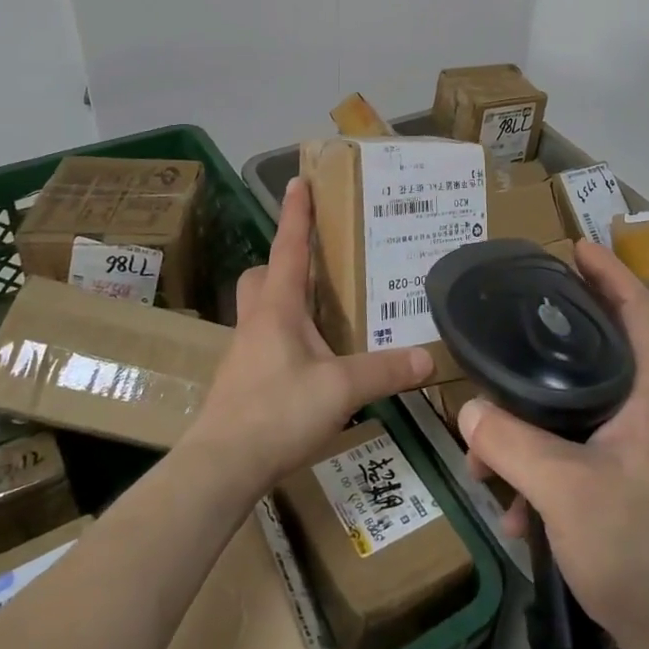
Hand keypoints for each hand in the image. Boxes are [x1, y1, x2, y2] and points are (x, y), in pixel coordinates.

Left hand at [181, 176, 433, 493]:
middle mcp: (256, 322)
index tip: (298, 181)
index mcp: (277, 308)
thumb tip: (427, 358)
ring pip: (261, 310)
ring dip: (286, 302)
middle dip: (283, 262)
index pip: (287, 248)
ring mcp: (244, 353)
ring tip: (324, 315)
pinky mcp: (242, 382)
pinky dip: (287, 339)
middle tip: (317, 266)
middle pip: (262, 276)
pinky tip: (311, 363)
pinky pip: (265, 342)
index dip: (295, 214)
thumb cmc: (277, 412)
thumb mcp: (341, 389)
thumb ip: (384, 371)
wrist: (220, 467)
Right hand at [456, 241, 648, 648]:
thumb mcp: (566, 493)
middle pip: (602, 351)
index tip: (575, 246)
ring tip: (486, 457)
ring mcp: (642, 447)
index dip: (609, 272)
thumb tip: (466, 410)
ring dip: (532, 427)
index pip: (637, 310)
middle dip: (553, 343)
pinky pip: (577, 450)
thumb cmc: (642, 552)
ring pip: (579, 409)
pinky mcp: (628, 480)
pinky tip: (514, 509)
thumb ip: (512, 445)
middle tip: (511, 325)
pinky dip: (543, 467)